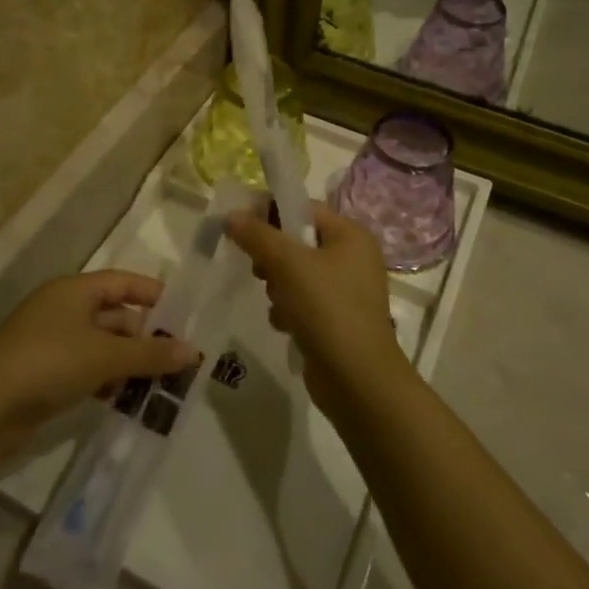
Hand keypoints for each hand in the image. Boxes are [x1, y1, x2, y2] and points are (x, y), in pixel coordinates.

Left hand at [0, 272, 197, 458]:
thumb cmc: (49, 364)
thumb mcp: (106, 356)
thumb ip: (151, 354)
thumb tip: (194, 351)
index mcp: (74, 290)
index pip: (123, 283)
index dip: (154, 296)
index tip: (184, 317)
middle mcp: (62, 308)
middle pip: (114, 315)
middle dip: (144, 337)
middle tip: (176, 361)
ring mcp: (50, 341)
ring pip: (101, 344)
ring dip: (127, 362)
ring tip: (156, 385)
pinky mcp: (42, 372)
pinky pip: (85, 367)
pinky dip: (105, 378)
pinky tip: (120, 399)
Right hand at [225, 202, 411, 421]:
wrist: (358, 379)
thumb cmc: (327, 308)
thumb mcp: (288, 264)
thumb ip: (257, 236)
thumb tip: (231, 215)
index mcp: (350, 235)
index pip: (304, 208)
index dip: (270, 213)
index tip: (241, 228)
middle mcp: (353, 257)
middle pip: (297, 242)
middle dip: (273, 257)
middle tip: (260, 272)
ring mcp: (346, 291)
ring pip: (296, 274)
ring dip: (278, 288)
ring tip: (279, 304)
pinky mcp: (337, 319)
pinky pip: (303, 302)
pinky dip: (290, 310)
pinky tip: (287, 325)